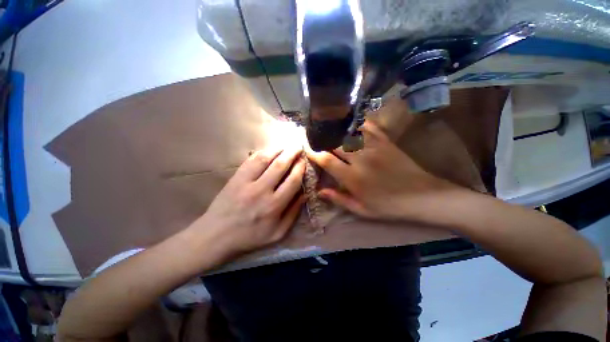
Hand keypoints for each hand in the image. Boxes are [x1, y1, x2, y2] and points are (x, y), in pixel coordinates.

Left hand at [197, 146, 305, 257]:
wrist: (216, 236)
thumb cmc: (250, 236)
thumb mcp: (278, 232)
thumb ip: (293, 213)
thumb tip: (305, 194)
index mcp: (274, 205)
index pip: (292, 180)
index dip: (300, 168)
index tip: (304, 161)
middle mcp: (261, 190)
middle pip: (280, 165)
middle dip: (292, 154)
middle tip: (298, 147)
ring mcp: (246, 182)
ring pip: (265, 159)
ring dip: (278, 150)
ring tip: (286, 146)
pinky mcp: (235, 178)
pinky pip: (250, 160)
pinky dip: (262, 153)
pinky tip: (269, 150)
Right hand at [305, 121, 458, 220]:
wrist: (422, 196)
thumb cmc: (388, 206)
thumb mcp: (361, 209)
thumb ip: (338, 199)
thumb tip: (319, 191)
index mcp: (352, 177)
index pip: (326, 160)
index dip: (313, 152)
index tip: (306, 147)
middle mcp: (360, 159)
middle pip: (334, 143)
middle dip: (321, 138)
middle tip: (313, 135)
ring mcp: (373, 147)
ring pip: (348, 133)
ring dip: (335, 129)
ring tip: (326, 125)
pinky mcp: (385, 141)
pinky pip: (368, 127)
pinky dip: (357, 122)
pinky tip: (349, 120)